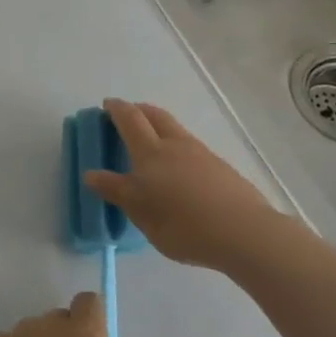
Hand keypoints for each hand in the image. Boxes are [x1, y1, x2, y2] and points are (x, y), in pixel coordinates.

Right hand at [86, 99, 285, 270]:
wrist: (243, 232)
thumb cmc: (183, 224)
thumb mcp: (141, 212)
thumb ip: (117, 191)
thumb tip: (91, 173)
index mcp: (151, 153)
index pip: (130, 121)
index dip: (117, 110)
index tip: (107, 104)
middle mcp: (176, 145)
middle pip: (156, 116)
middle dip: (140, 110)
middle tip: (128, 114)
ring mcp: (202, 154)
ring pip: (176, 130)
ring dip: (160, 126)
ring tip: (151, 141)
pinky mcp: (220, 168)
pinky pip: (190, 147)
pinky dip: (176, 146)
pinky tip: (178, 168)